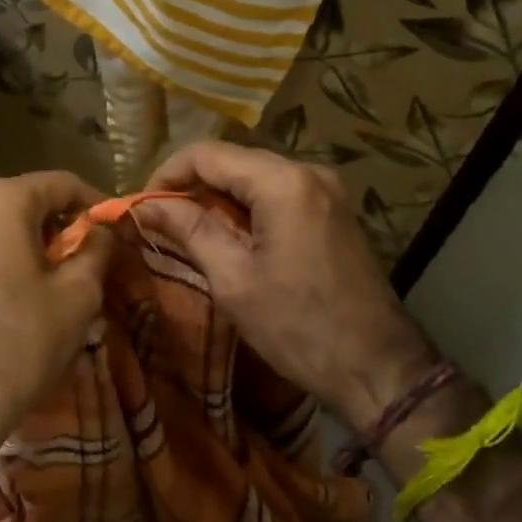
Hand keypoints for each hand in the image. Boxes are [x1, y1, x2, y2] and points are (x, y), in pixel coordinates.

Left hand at [0, 171, 111, 445]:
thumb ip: (97, 249)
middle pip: (31, 200)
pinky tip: (33, 286)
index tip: (119, 229)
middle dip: (67, 222)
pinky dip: (15, 253)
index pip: (62, 183)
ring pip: (8, 222)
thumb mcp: (78, 293)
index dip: (96, 203)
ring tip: (69, 274)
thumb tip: (104, 232)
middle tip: (96, 254)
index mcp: (3, 200)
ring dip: (41, 239)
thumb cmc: (24, 338)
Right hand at [137, 142, 437, 429]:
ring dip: (218, 197)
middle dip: (192, 186)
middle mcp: (308, 171)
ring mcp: (326, 190)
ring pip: (254, 176)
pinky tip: (230, 236)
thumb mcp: (233, 279)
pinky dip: (247, 207)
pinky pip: (278, 192)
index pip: (208, 154)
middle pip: (233, 160)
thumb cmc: (298, 327)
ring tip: (189, 231)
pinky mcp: (333, 210)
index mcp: (283, 182)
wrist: (378, 367)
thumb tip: (148, 206)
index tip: (143, 208)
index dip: (167, 175)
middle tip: (161, 222)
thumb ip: (190, 230)